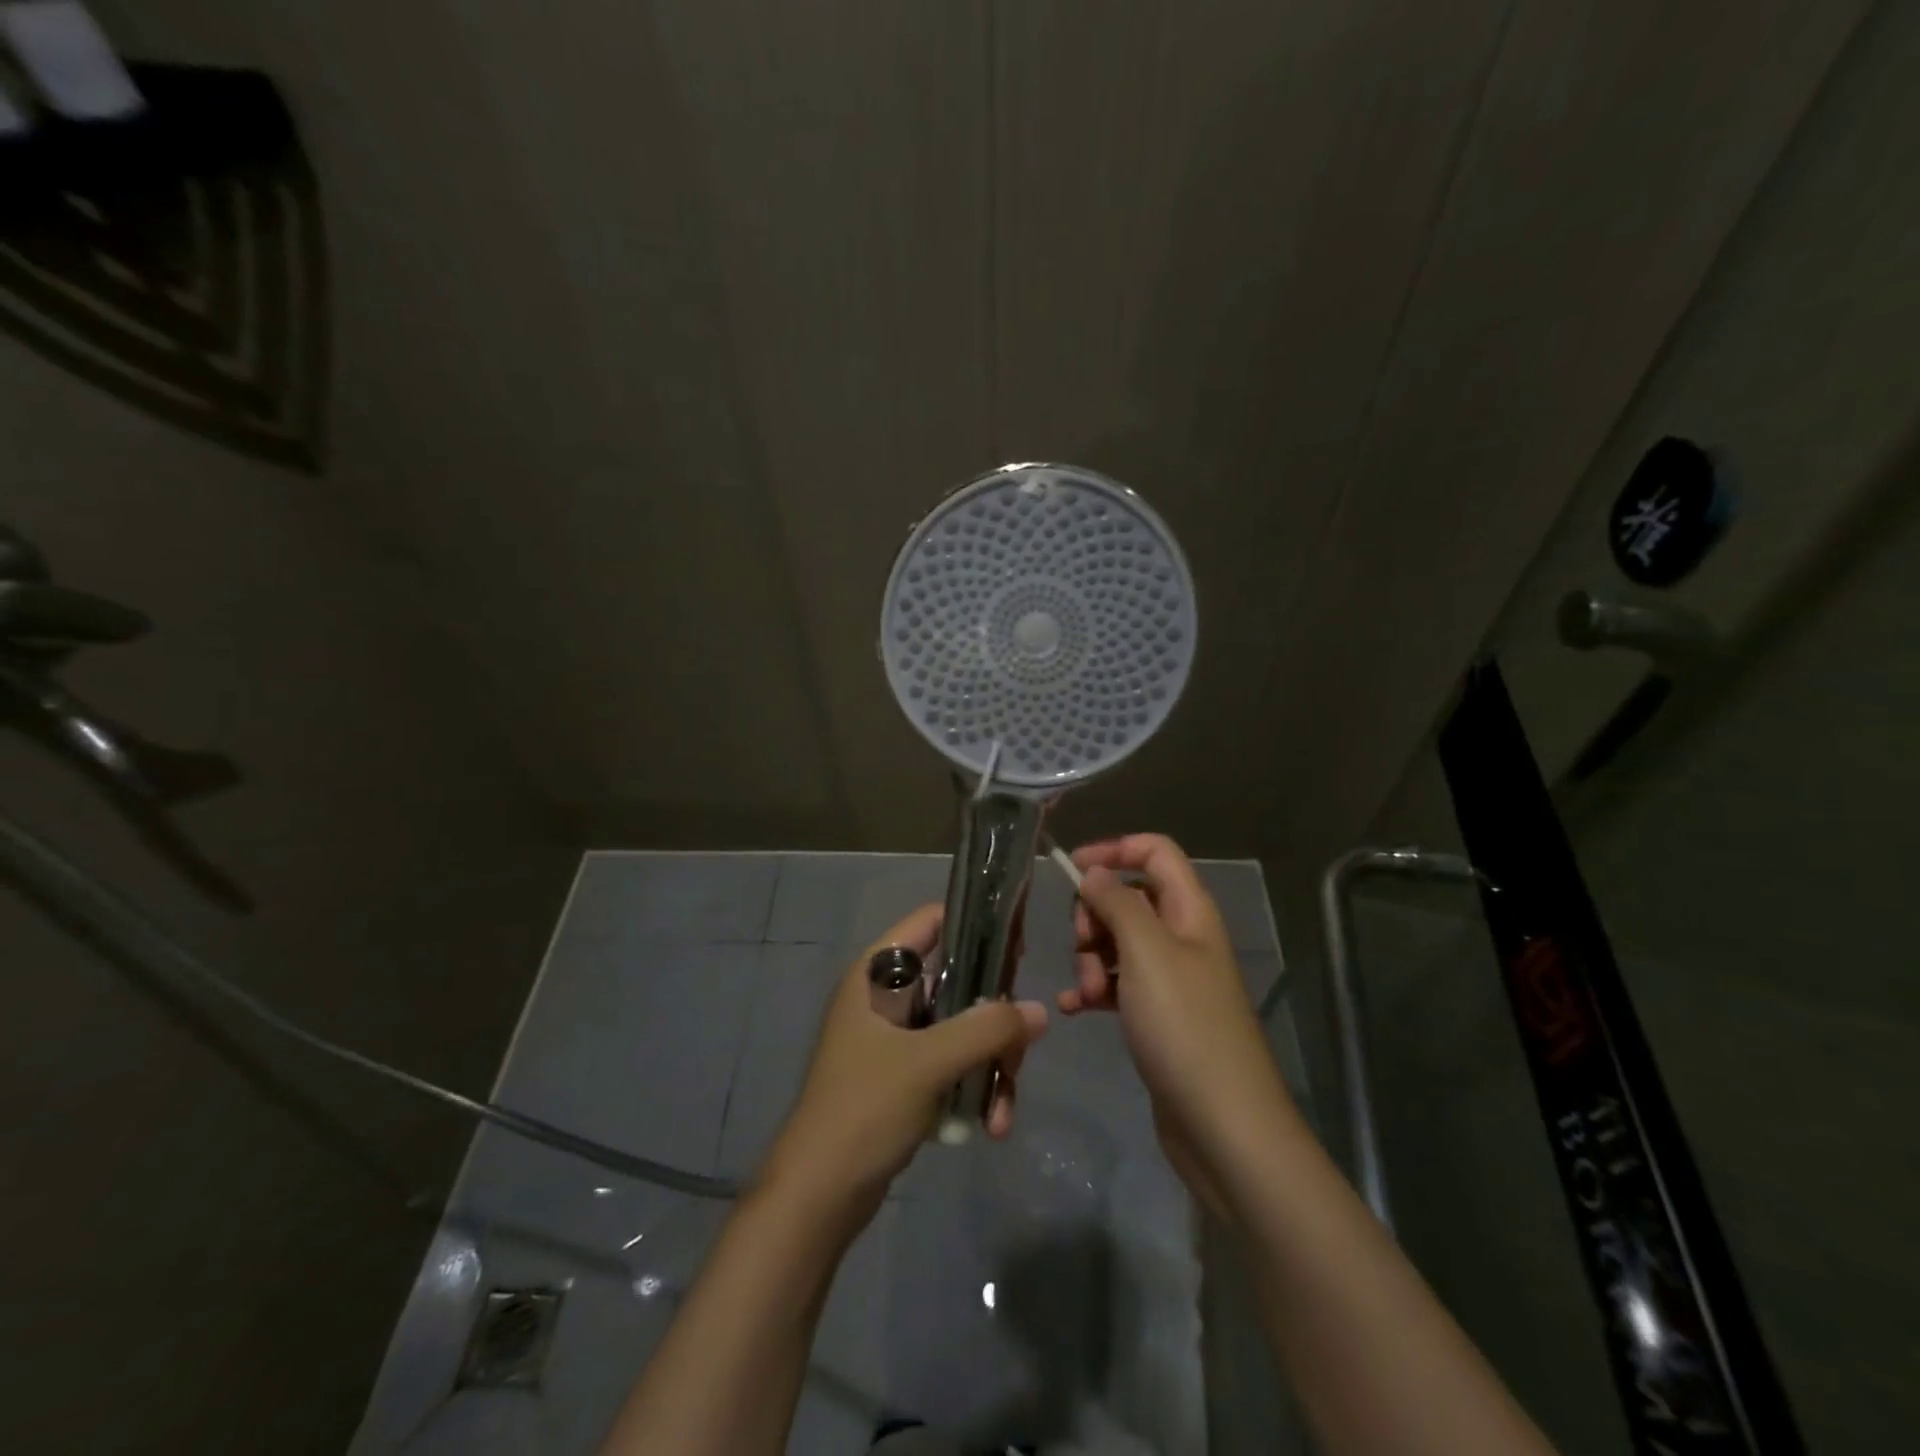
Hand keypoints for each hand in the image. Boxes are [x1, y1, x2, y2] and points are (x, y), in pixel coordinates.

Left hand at [761, 904, 1048, 1223]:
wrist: (819, 1195)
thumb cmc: (865, 1108)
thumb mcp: (929, 1063)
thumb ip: (987, 1030)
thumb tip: (1040, 1012)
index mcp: (877, 974)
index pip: (931, 921)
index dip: (976, 925)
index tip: (1018, 951)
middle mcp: (887, 997)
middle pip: (959, 981)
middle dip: (994, 1020)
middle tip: (1017, 1052)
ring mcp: (896, 1038)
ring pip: (962, 1027)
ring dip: (990, 1064)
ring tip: (1000, 1112)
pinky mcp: (905, 1075)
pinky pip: (954, 1063)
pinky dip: (975, 1087)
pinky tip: (989, 1125)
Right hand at [1061, 834, 1295, 1214]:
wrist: (1224, 1127)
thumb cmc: (1185, 1027)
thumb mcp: (1146, 953)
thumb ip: (1117, 903)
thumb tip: (1094, 872)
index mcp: (1190, 911)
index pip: (1154, 852)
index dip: (1114, 850)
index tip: (1071, 870)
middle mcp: (1183, 937)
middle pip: (1129, 898)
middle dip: (1095, 915)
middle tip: (1083, 947)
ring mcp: (1172, 979)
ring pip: (1118, 943)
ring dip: (1090, 959)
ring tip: (1085, 993)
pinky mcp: (1159, 1017)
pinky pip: (1117, 985)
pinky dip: (1093, 991)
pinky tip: (1074, 1010)